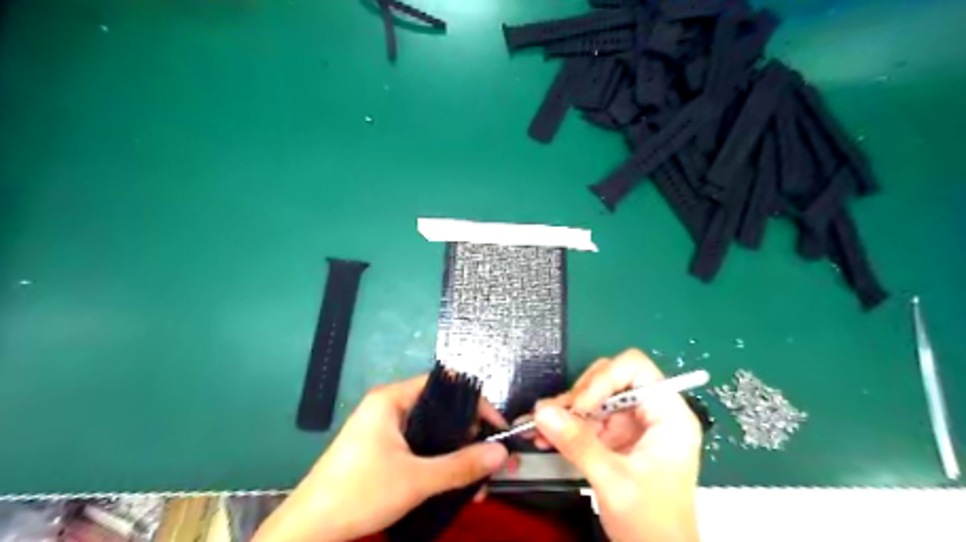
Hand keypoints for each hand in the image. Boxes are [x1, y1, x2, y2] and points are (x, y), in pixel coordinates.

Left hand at [257, 374, 511, 540]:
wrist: (308, 531)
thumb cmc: (359, 493)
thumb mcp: (416, 479)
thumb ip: (461, 465)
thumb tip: (501, 453)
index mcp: (392, 399)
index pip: (445, 385)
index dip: (475, 402)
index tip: (496, 426)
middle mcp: (389, 407)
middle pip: (441, 410)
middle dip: (470, 435)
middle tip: (491, 458)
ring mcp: (384, 429)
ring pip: (433, 433)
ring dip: (457, 454)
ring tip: (480, 481)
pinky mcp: (382, 450)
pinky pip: (421, 448)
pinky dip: (440, 462)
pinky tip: (457, 485)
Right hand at [532, 347, 699, 541]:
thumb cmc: (653, 525)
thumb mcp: (615, 481)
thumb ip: (578, 444)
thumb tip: (541, 412)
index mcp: (668, 414)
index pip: (635, 368)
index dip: (604, 379)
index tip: (581, 405)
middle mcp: (650, 412)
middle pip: (610, 378)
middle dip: (580, 395)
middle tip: (556, 416)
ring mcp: (631, 424)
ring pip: (593, 397)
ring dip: (565, 410)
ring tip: (540, 427)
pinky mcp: (615, 438)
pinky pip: (586, 418)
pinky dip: (565, 426)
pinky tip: (544, 437)